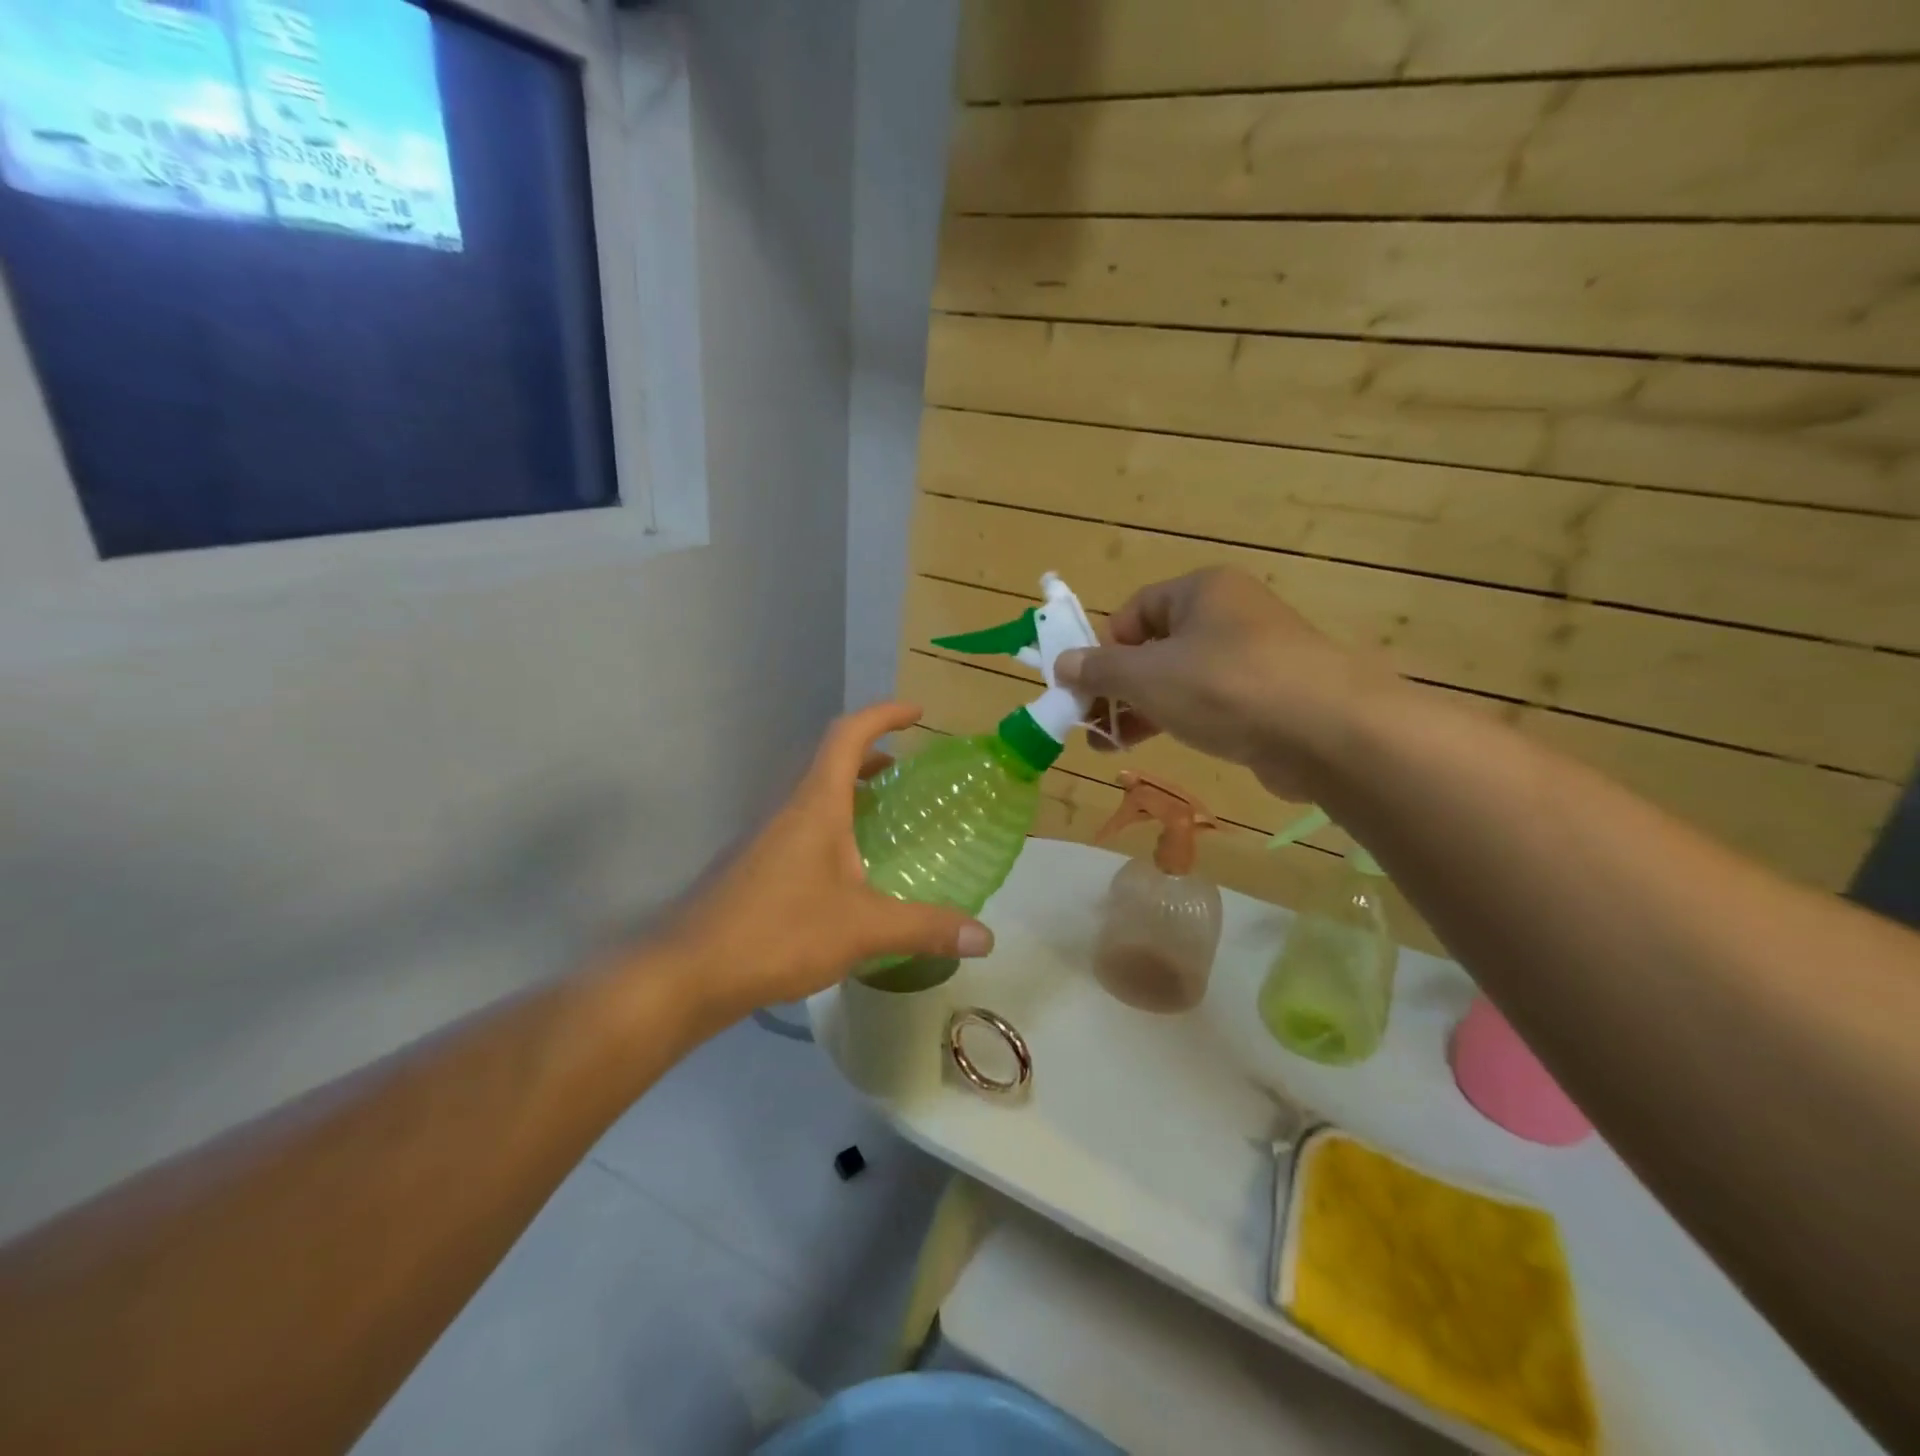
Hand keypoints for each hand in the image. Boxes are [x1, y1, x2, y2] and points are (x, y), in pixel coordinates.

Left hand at [661, 702, 993, 1020]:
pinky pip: (801, 830)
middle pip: (831, 763)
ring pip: (814, 799)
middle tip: (907, 773)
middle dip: (872, 757)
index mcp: (816, 806)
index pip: (847, 735)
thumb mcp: (863, 929)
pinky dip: (832, 830)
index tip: (917, 714)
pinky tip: (848, 875)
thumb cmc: (778, 933)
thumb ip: (926, 928)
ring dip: (850, 795)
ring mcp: (765, 839)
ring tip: (884, 820)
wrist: (688, 973)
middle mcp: (788, 811)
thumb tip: (986, 937)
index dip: (882, 714)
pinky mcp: (755, 869)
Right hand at [1055, 568, 1388, 800]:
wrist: (1328, 732)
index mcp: (1201, 591)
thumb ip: (1099, 670)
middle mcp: (1229, 614)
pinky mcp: (1270, 696)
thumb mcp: (1147, 676)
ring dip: (1143, 708)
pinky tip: (1162, 743)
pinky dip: (1181, 719)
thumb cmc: (1225, 687)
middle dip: (1118, 687)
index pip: (1135, 611)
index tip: (1086, 687)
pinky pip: (1212, 700)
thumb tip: (1060, 664)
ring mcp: (1254, 656)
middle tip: (1093, 724)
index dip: (1104, 648)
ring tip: (1113, 745)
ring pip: (1181, 678)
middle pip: (1156, 646)